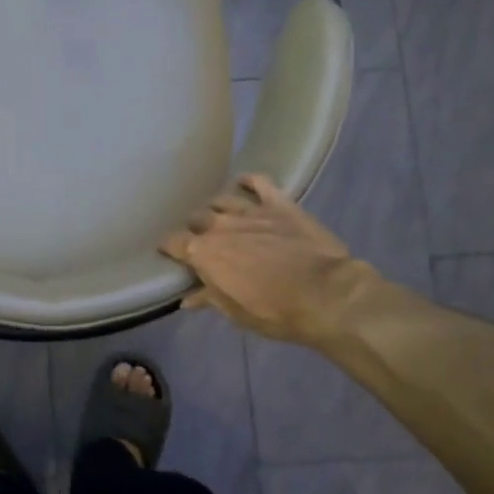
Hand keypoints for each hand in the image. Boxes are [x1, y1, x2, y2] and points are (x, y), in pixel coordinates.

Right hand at [160, 174, 378, 347]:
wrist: (325, 295)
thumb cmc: (275, 312)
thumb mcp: (235, 313)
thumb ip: (209, 299)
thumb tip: (187, 299)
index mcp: (204, 254)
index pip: (174, 243)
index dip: (169, 247)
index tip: (168, 252)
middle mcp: (220, 227)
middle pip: (196, 218)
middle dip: (194, 227)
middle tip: (200, 238)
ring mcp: (250, 212)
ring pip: (222, 200)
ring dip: (217, 208)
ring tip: (218, 214)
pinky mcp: (279, 204)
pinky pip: (259, 182)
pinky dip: (249, 180)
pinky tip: (243, 181)